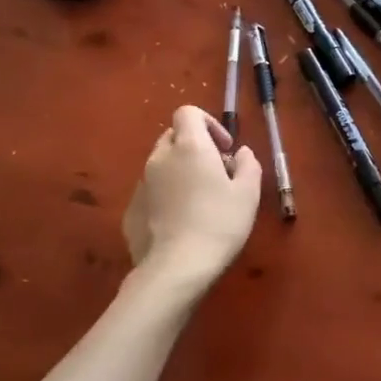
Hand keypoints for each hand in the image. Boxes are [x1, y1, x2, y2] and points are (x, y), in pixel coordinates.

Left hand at [122, 106, 261, 288]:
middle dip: (194, 147)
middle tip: (215, 174)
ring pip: (161, 165)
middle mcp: (160, 157)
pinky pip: (151, 191)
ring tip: (198, 201)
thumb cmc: (219, 223)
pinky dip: (166, 196)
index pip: (188, 112)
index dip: (208, 123)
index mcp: (189, 146)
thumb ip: (248, 164)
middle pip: (173, 136)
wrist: (176, 268)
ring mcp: (141, 184)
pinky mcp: (131, 209)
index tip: (224, 149)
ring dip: (179, 172)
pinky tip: (180, 222)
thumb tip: (240, 153)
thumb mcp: (248, 193)